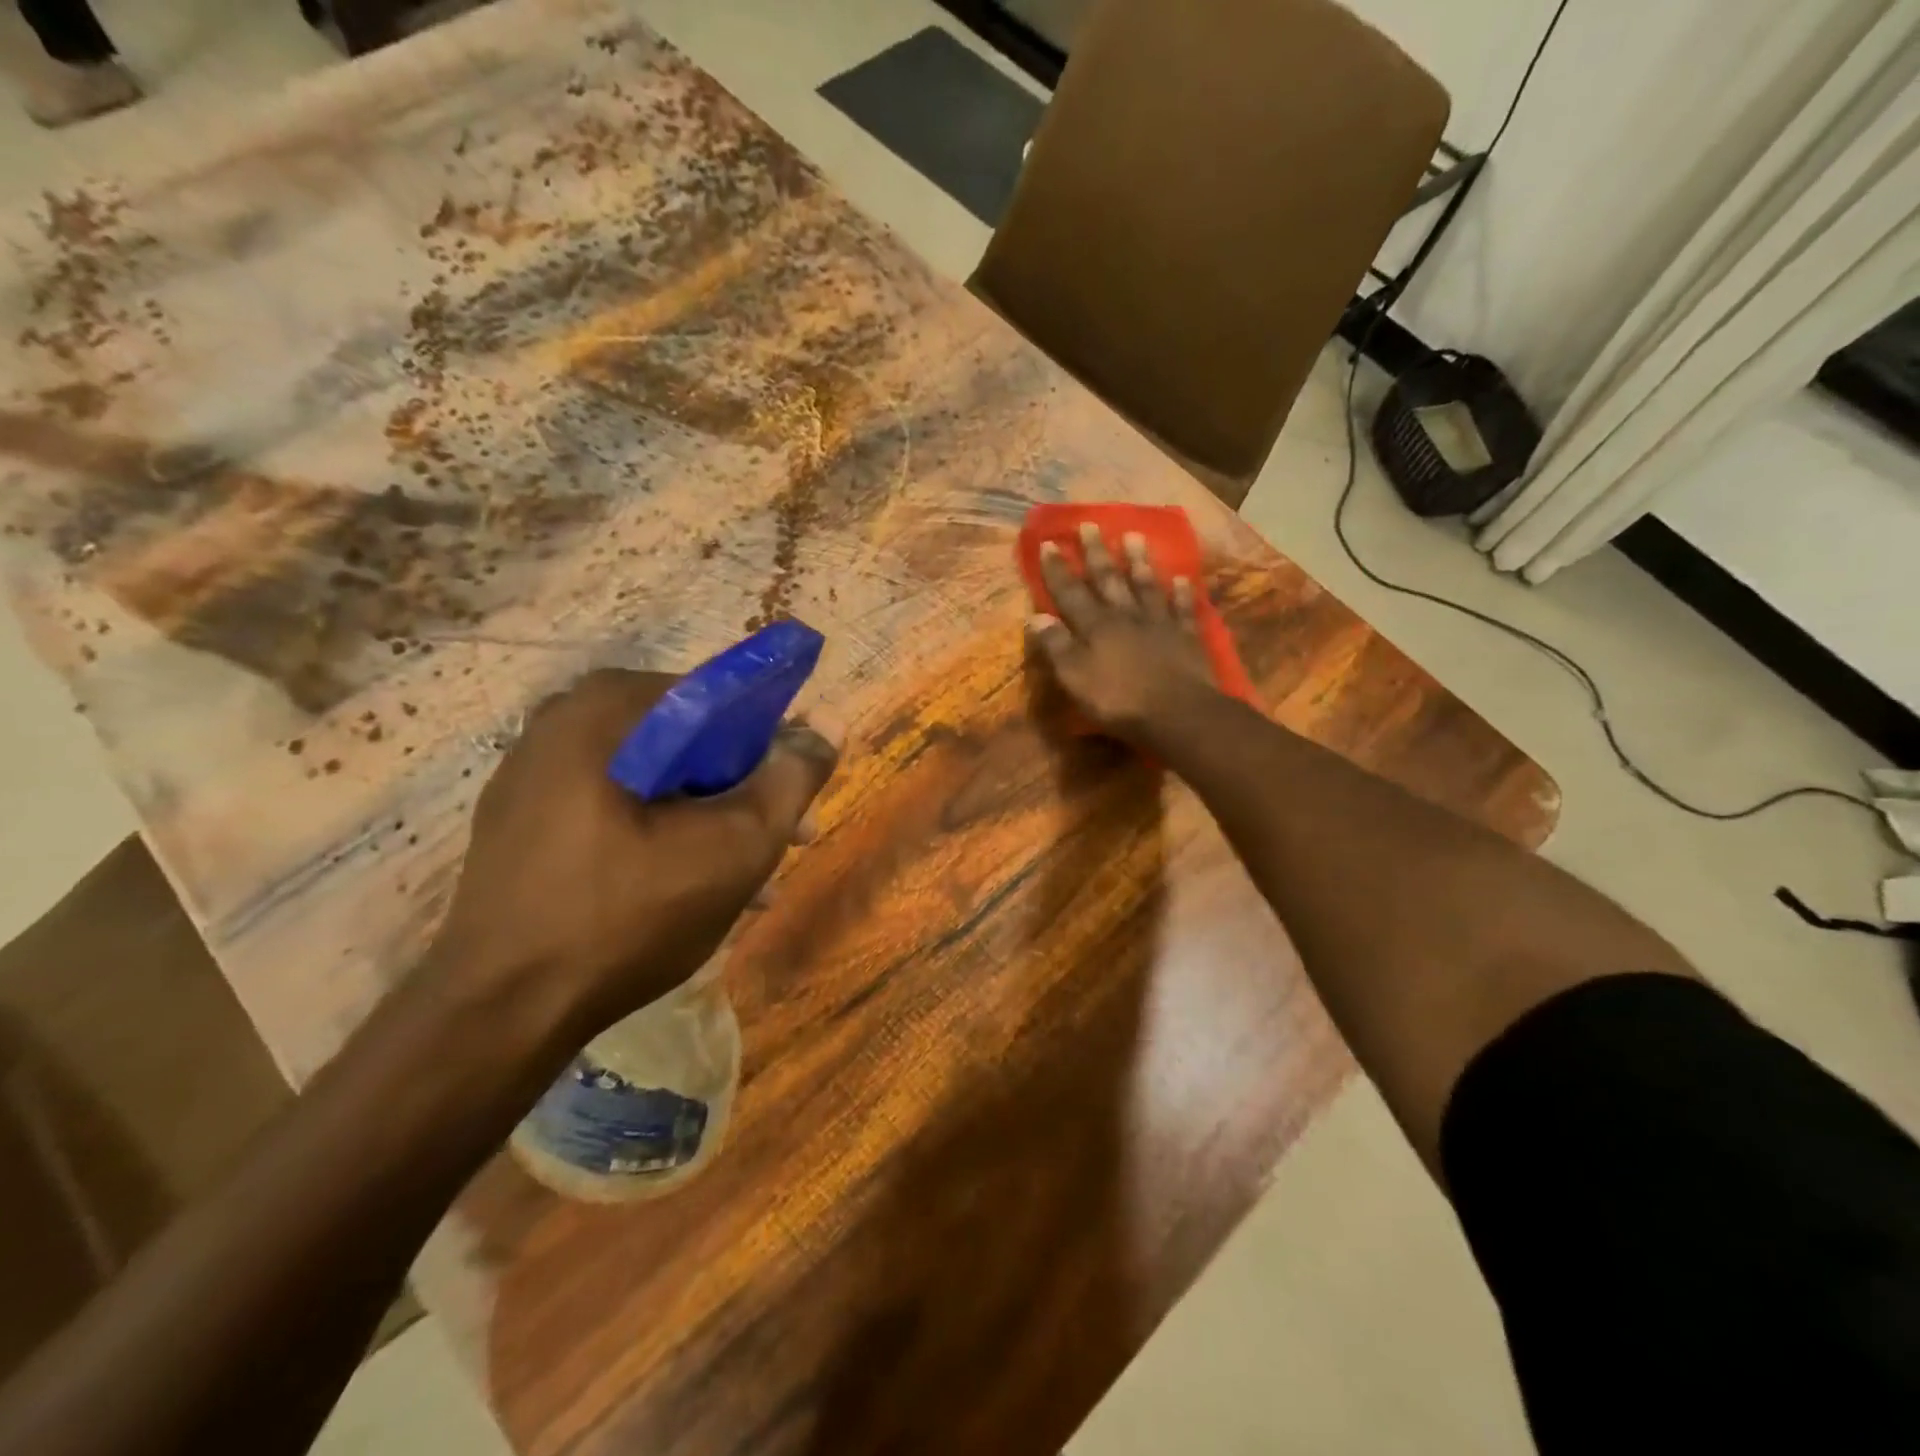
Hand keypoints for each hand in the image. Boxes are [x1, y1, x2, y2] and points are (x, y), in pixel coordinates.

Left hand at [428, 668, 838, 1038]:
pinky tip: (693, 884)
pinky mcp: (523, 820)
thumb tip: (829, 724)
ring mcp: (535, 773)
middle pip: (687, 740)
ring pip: (655, 777)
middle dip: (745, 788)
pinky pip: (616, 806)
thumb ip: (791, 778)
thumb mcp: (735, 847)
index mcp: (608, 709)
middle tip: (784, 839)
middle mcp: (563, 723)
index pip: (721, 697)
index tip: (797, 792)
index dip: (774, 741)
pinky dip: (662, 831)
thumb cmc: (627, 918)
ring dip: (710, 816)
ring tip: (751, 875)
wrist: (499, 1015)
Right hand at [1026, 522, 1219, 742]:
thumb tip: (1035, 618)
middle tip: (1090, 523)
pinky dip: (1182, 592)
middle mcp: (1125, 616)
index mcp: (1095, 627)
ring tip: (1134, 536)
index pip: (1070, 593)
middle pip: (1109, 579)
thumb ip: (1056, 647)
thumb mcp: (1075, 678)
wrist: (1177, 713)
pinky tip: (1182, 577)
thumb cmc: (1119, 700)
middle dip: (1097, 552)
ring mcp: (1159, 623)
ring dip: (1138, 561)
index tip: (1049, 543)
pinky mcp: (1186, 637)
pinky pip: (1183, 608)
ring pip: (1146, 585)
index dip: (1057, 569)